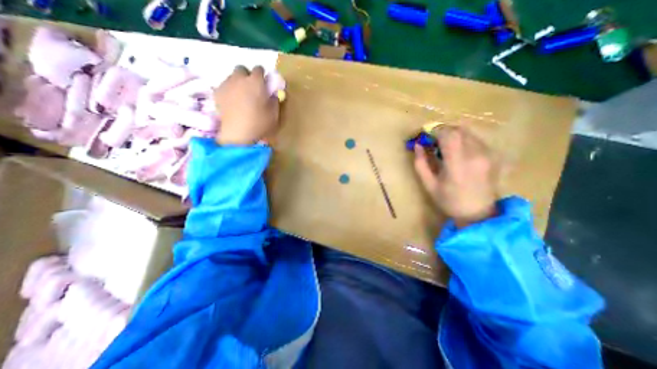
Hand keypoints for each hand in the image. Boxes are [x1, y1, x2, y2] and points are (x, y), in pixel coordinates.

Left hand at [214, 64, 279, 145]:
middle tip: (251, 89)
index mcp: (256, 82)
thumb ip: (274, 101)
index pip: (259, 69)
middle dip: (247, 76)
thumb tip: (273, 94)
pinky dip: (229, 90)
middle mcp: (240, 78)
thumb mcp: (274, 114)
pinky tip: (232, 101)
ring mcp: (226, 84)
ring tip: (241, 96)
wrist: (238, 133)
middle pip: (242, 69)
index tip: (264, 84)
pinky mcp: (217, 92)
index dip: (262, 75)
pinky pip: (224, 86)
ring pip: (232, 77)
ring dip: (237, 82)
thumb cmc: (259, 123)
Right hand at [412, 125, 500, 227]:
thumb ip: (421, 163)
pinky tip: (458, 152)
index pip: (448, 135)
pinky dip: (463, 140)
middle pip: (459, 130)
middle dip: (443, 131)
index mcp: (458, 164)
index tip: (426, 136)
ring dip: (453, 135)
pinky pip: (475, 139)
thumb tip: (418, 145)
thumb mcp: (429, 184)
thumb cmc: (449, 200)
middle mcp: (476, 155)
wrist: (478, 212)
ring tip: (444, 147)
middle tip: (433, 141)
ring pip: (468, 132)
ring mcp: (488, 154)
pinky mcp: (493, 155)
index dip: (435, 131)